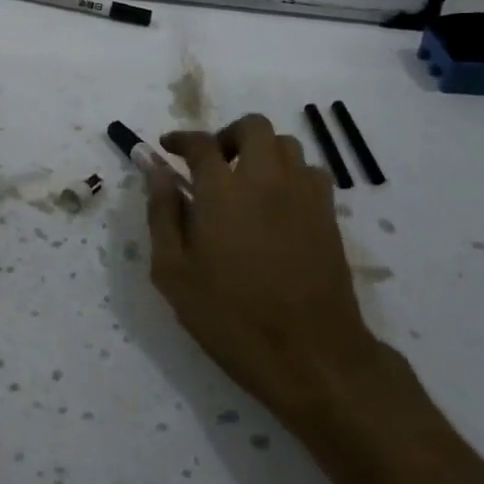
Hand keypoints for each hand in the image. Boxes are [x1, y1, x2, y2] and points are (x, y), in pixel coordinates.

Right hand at [146, 114, 378, 417]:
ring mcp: (304, 196)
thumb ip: (162, 213)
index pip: (201, 143)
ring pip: (287, 145)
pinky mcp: (329, 217)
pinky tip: (277, 204)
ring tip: (245, 181)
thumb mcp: (174, 271)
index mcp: (223, 191)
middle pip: (254, 127)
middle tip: (212, 163)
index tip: (167, 148)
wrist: (311, 356)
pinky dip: (290, 174)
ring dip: (262, 151)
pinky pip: (312, 173)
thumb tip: (154, 169)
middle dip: (228, 135)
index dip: (181, 139)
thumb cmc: (230, 316)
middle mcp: (266, 180)